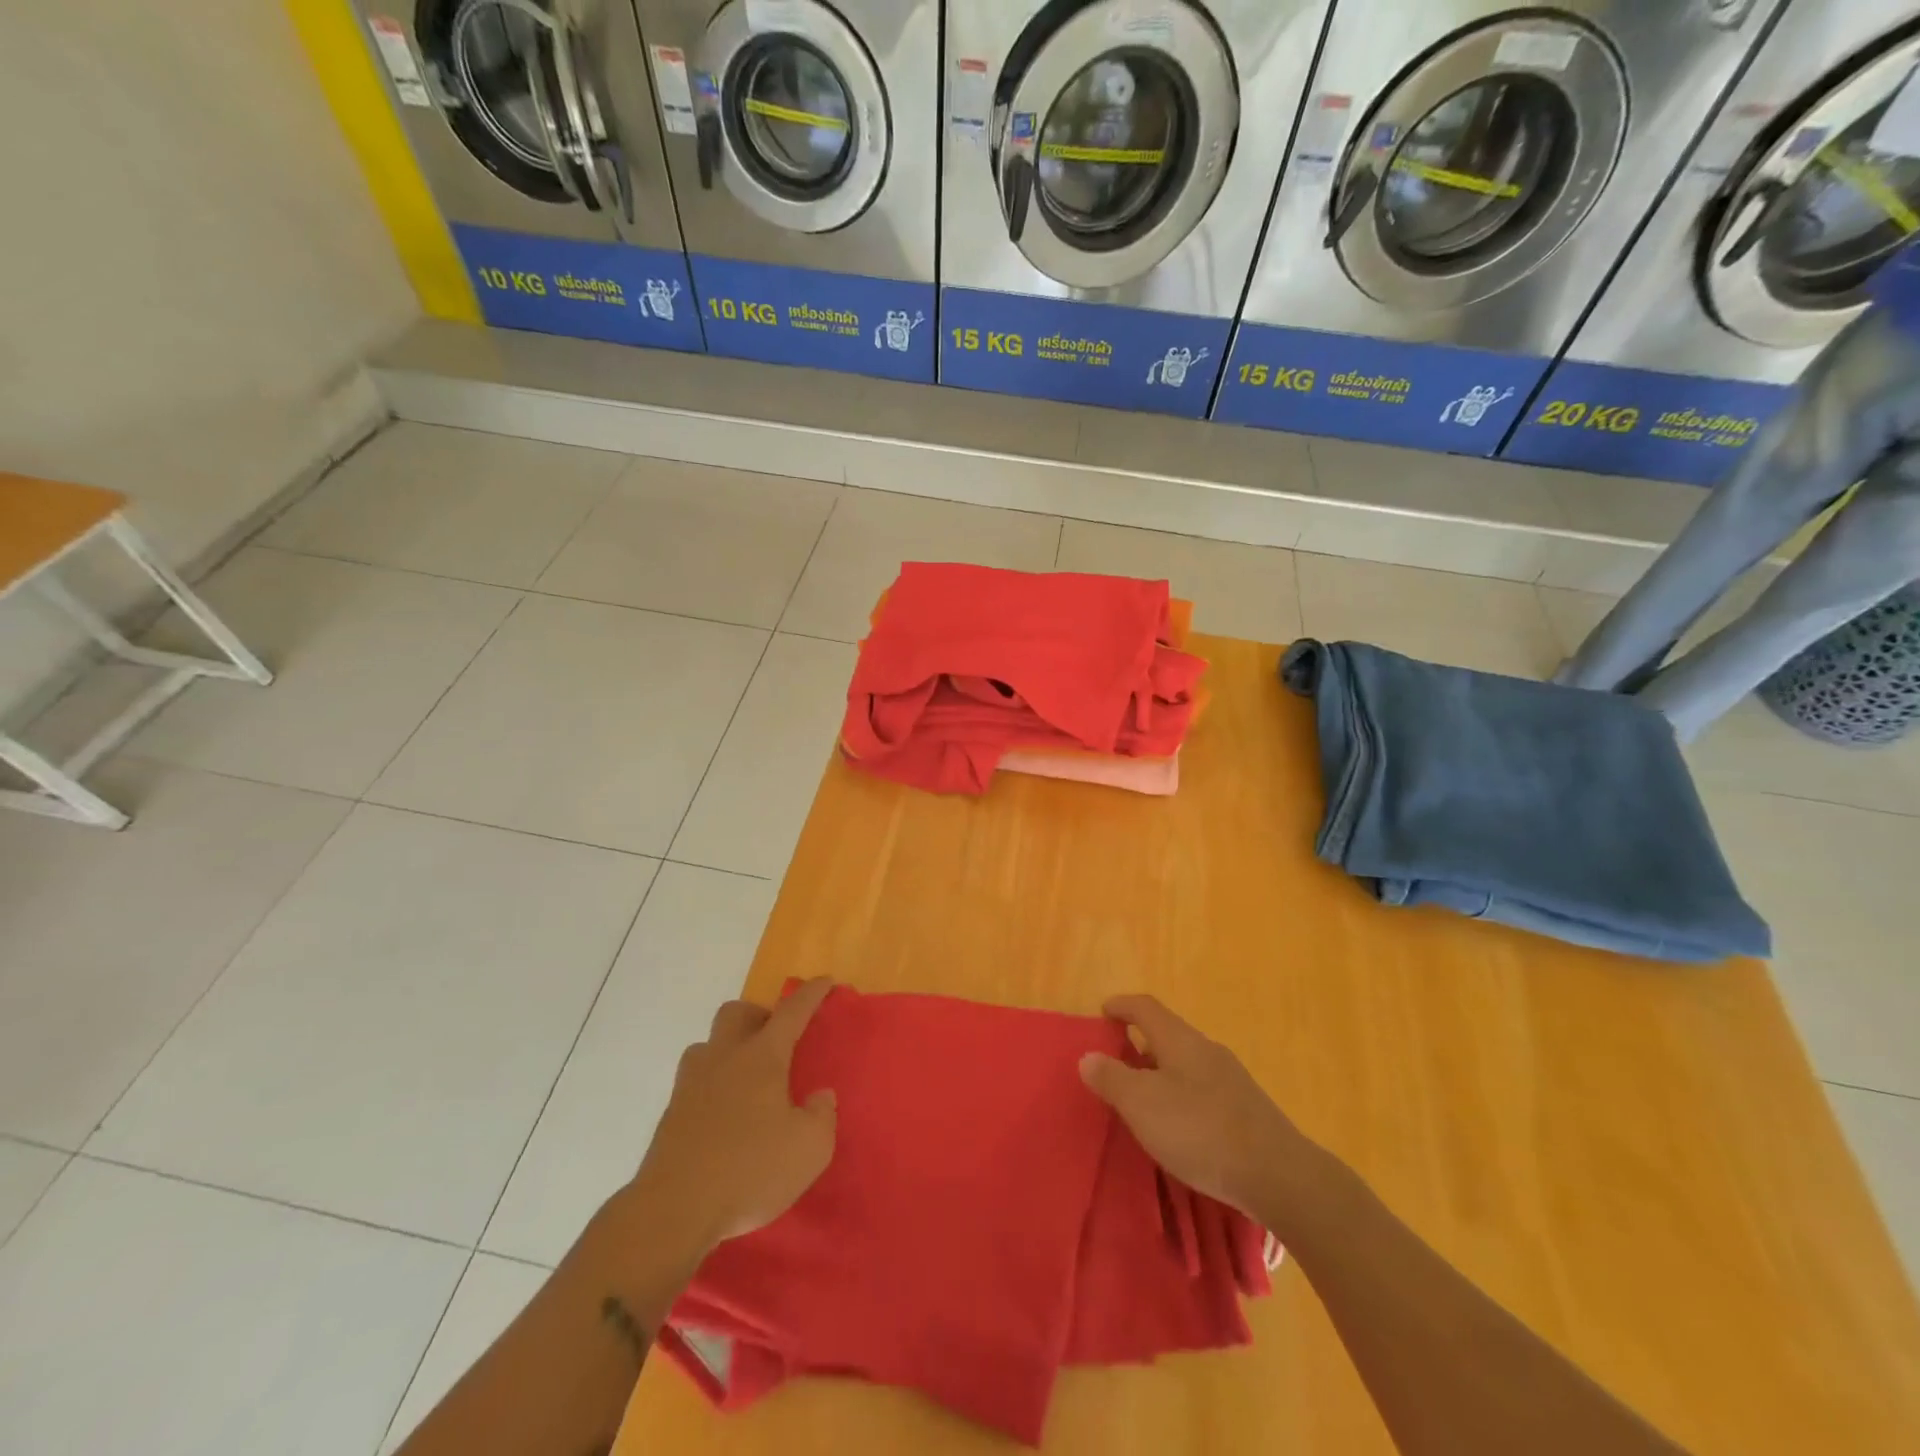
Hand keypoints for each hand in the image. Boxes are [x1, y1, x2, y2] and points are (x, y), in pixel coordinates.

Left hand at [628, 978, 837, 1256]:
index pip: (792, 1011)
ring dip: (729, 1049)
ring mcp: (691, 1084)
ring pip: (709, 1044)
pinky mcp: (671, 1114)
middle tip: (777, 1041)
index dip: (812, 994)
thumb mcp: (809, 1149)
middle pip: (737, 1013)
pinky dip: (712, 1085)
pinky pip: (695, 1081)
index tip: (825, 982)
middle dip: (759, 1016)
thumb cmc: (749, 1170)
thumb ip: (822, 1116)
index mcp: (762, 1057)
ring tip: (747, 1079)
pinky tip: (724, 1115)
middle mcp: (724, 1058)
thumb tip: (820, 1096)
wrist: (673, 1211)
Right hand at [1080, 994, 1309, 1218]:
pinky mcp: (1246, 1109)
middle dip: (1139, 1044)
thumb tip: (1088, 1056)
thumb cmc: (1200, 1130)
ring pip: (1185, 1064)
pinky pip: (1202, 1089)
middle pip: (1166, 1034)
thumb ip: (1111, 1078)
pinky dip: (1180, 1096)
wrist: (1278, 1175)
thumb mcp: (1142, 1104)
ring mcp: (1230, 1079)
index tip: (1103, 1012)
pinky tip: (1178, 1126)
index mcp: (1180, 1039)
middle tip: (1115, 1065)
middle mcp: (1206, 1049)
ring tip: (1142, 1100)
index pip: (1145, 1008)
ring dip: (1160, 1073)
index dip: (1121, 1006)